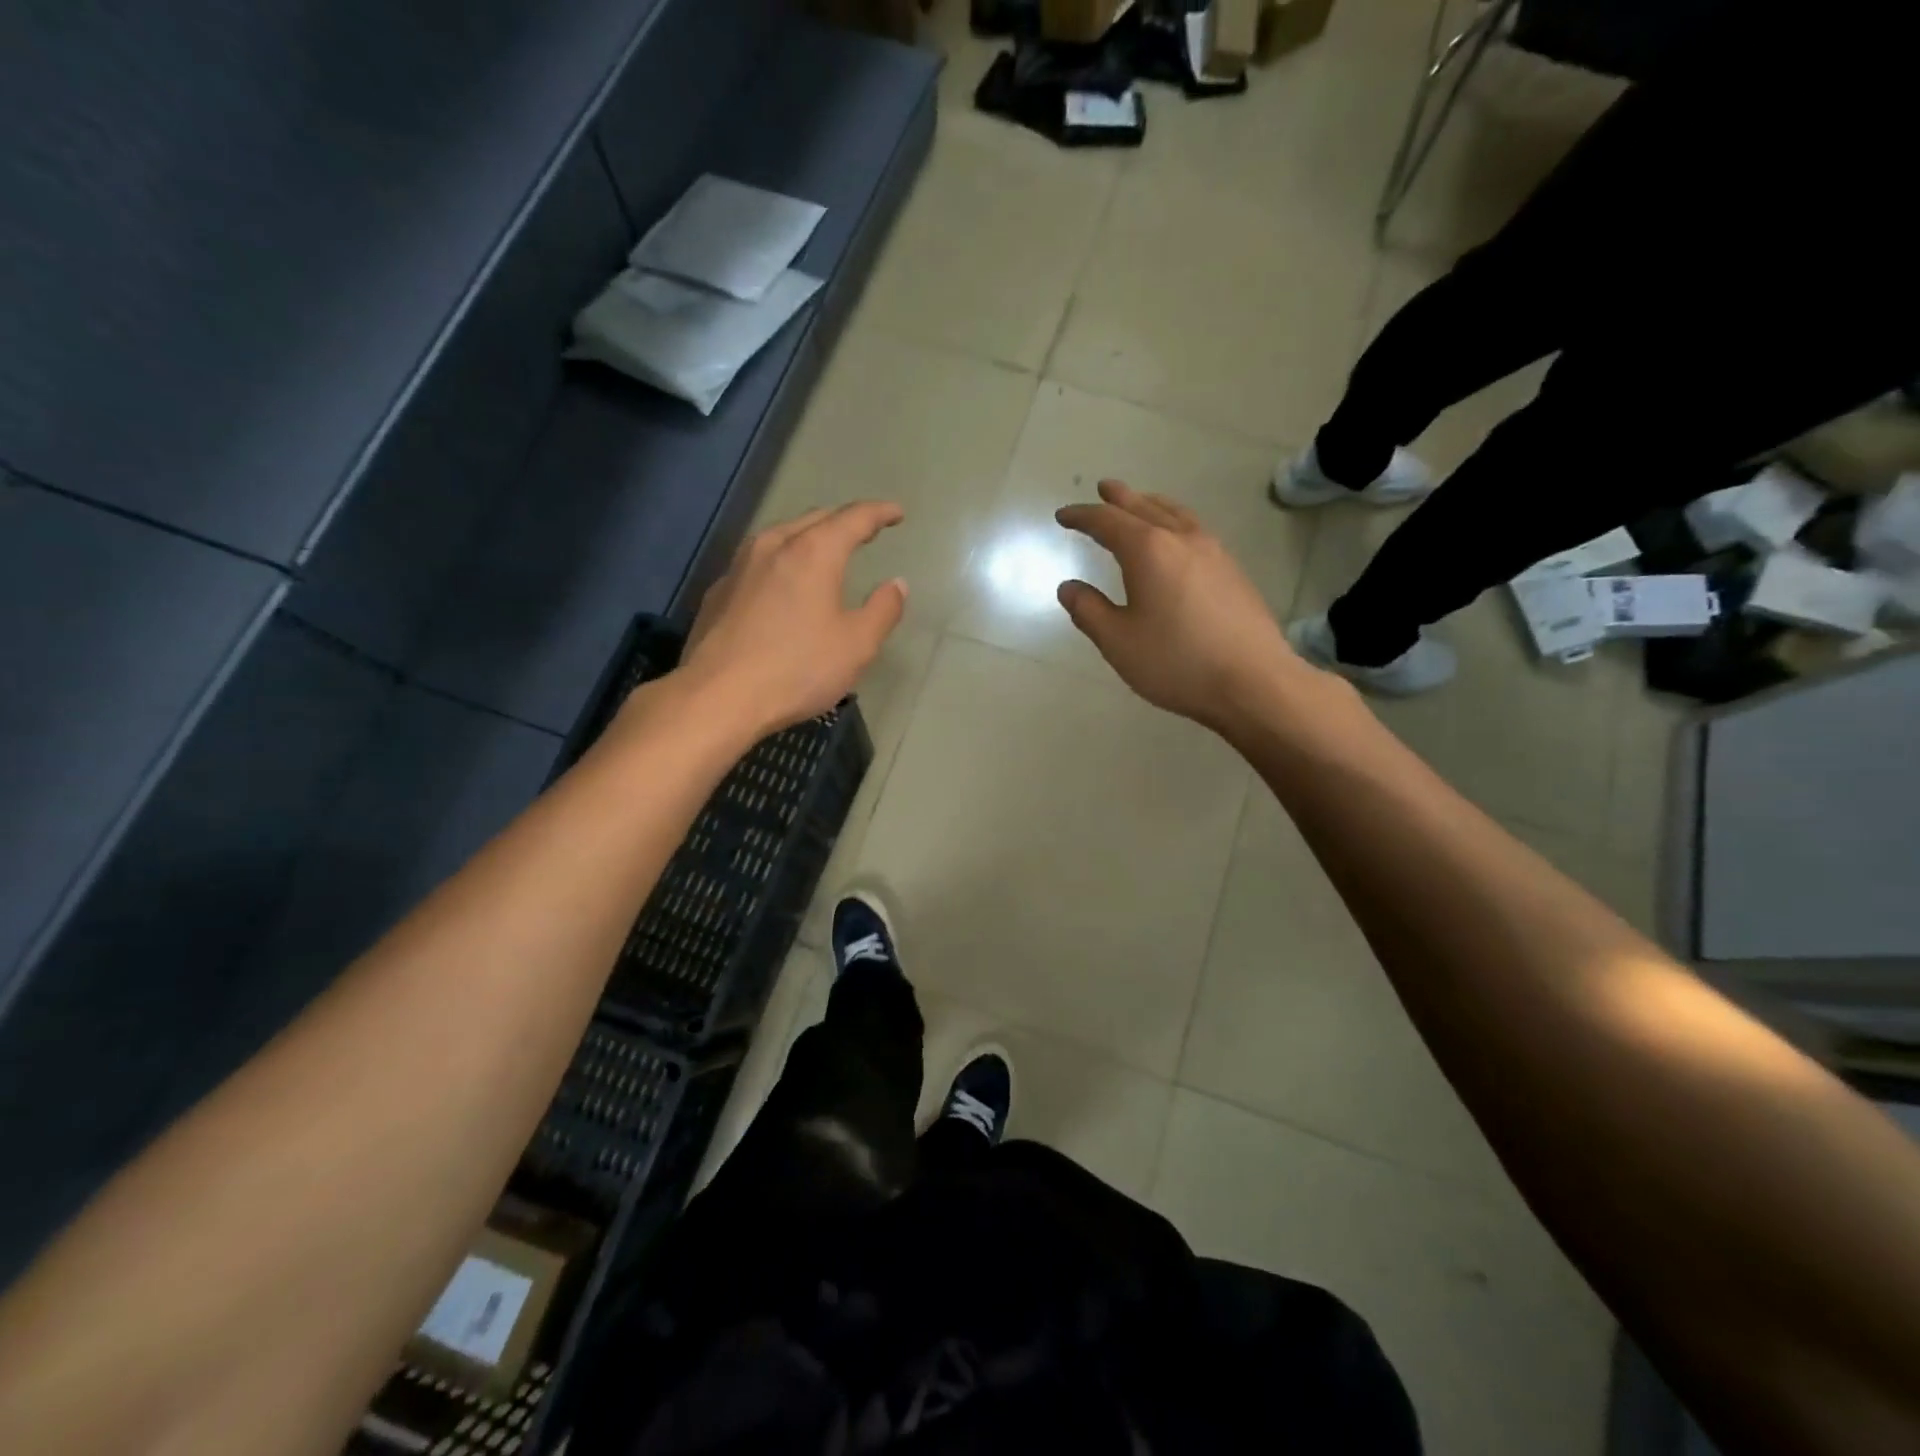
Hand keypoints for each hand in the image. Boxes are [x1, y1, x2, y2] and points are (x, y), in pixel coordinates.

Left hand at [679, 502, 907, 737]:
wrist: (718, 697)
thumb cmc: (798, 669)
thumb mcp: (856, 646)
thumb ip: (882, 610)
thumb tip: (897, 585)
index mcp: (813, 552)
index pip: (853, 518)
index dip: (879, 513)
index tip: (896, 514)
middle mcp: (774, 546)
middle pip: (814, 519)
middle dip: (843, 520)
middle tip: (864, 529)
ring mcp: (740, 566)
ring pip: (781, 536)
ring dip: (808, 536)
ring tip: (823, 548)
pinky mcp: (719, 591)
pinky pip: (758, 561)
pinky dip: (781, 561)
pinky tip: (782, 581)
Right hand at [1055, 481, 1310, 731]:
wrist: (1253, 681)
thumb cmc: (1176, 661)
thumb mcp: (1118, 641)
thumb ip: (1089, 610)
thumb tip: (1069, 587)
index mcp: (1148, 550)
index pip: (1107, 522)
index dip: (1082, 517)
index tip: (1063, 516)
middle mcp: (1182, 539)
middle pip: (1144, 508)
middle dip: (1119, 498)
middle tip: (1103, 488)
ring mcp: (1213, 552)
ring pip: (1176, 514)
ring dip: (1151, 505)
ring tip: (1140, 503)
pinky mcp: (1232, 571)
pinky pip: (1195, 530)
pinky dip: (1174, 521)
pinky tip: (1176, 539)